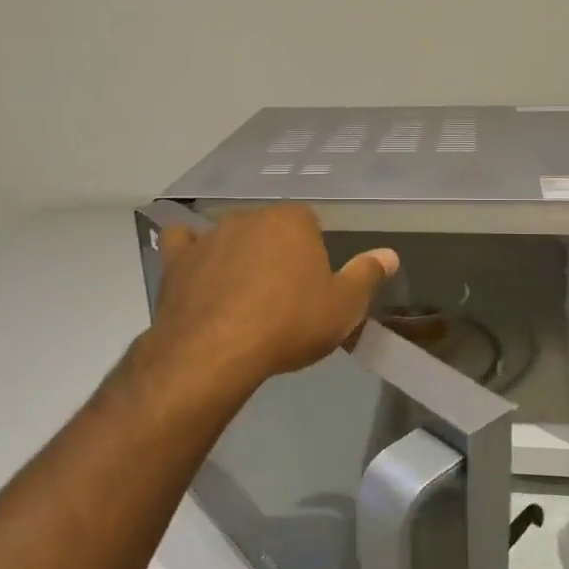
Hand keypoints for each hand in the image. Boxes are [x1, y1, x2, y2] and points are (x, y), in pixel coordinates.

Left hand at [146, 204, 398, 391]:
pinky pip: (183, 243)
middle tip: (282, 296)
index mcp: (292, 221)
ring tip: (242, 296)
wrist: (217, 351)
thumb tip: (390, 254)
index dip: (312, 255)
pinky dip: (190, 251)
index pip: (309, 225)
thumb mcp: (343, 307)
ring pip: (230, 237)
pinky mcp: (178, 260)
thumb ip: (367, 275)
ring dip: (238, 256)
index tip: (312, 287)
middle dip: (276, 253)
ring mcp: (209, 236)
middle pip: (269, 229)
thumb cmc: (289, 325)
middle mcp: (250, 217)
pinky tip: (195, 266)